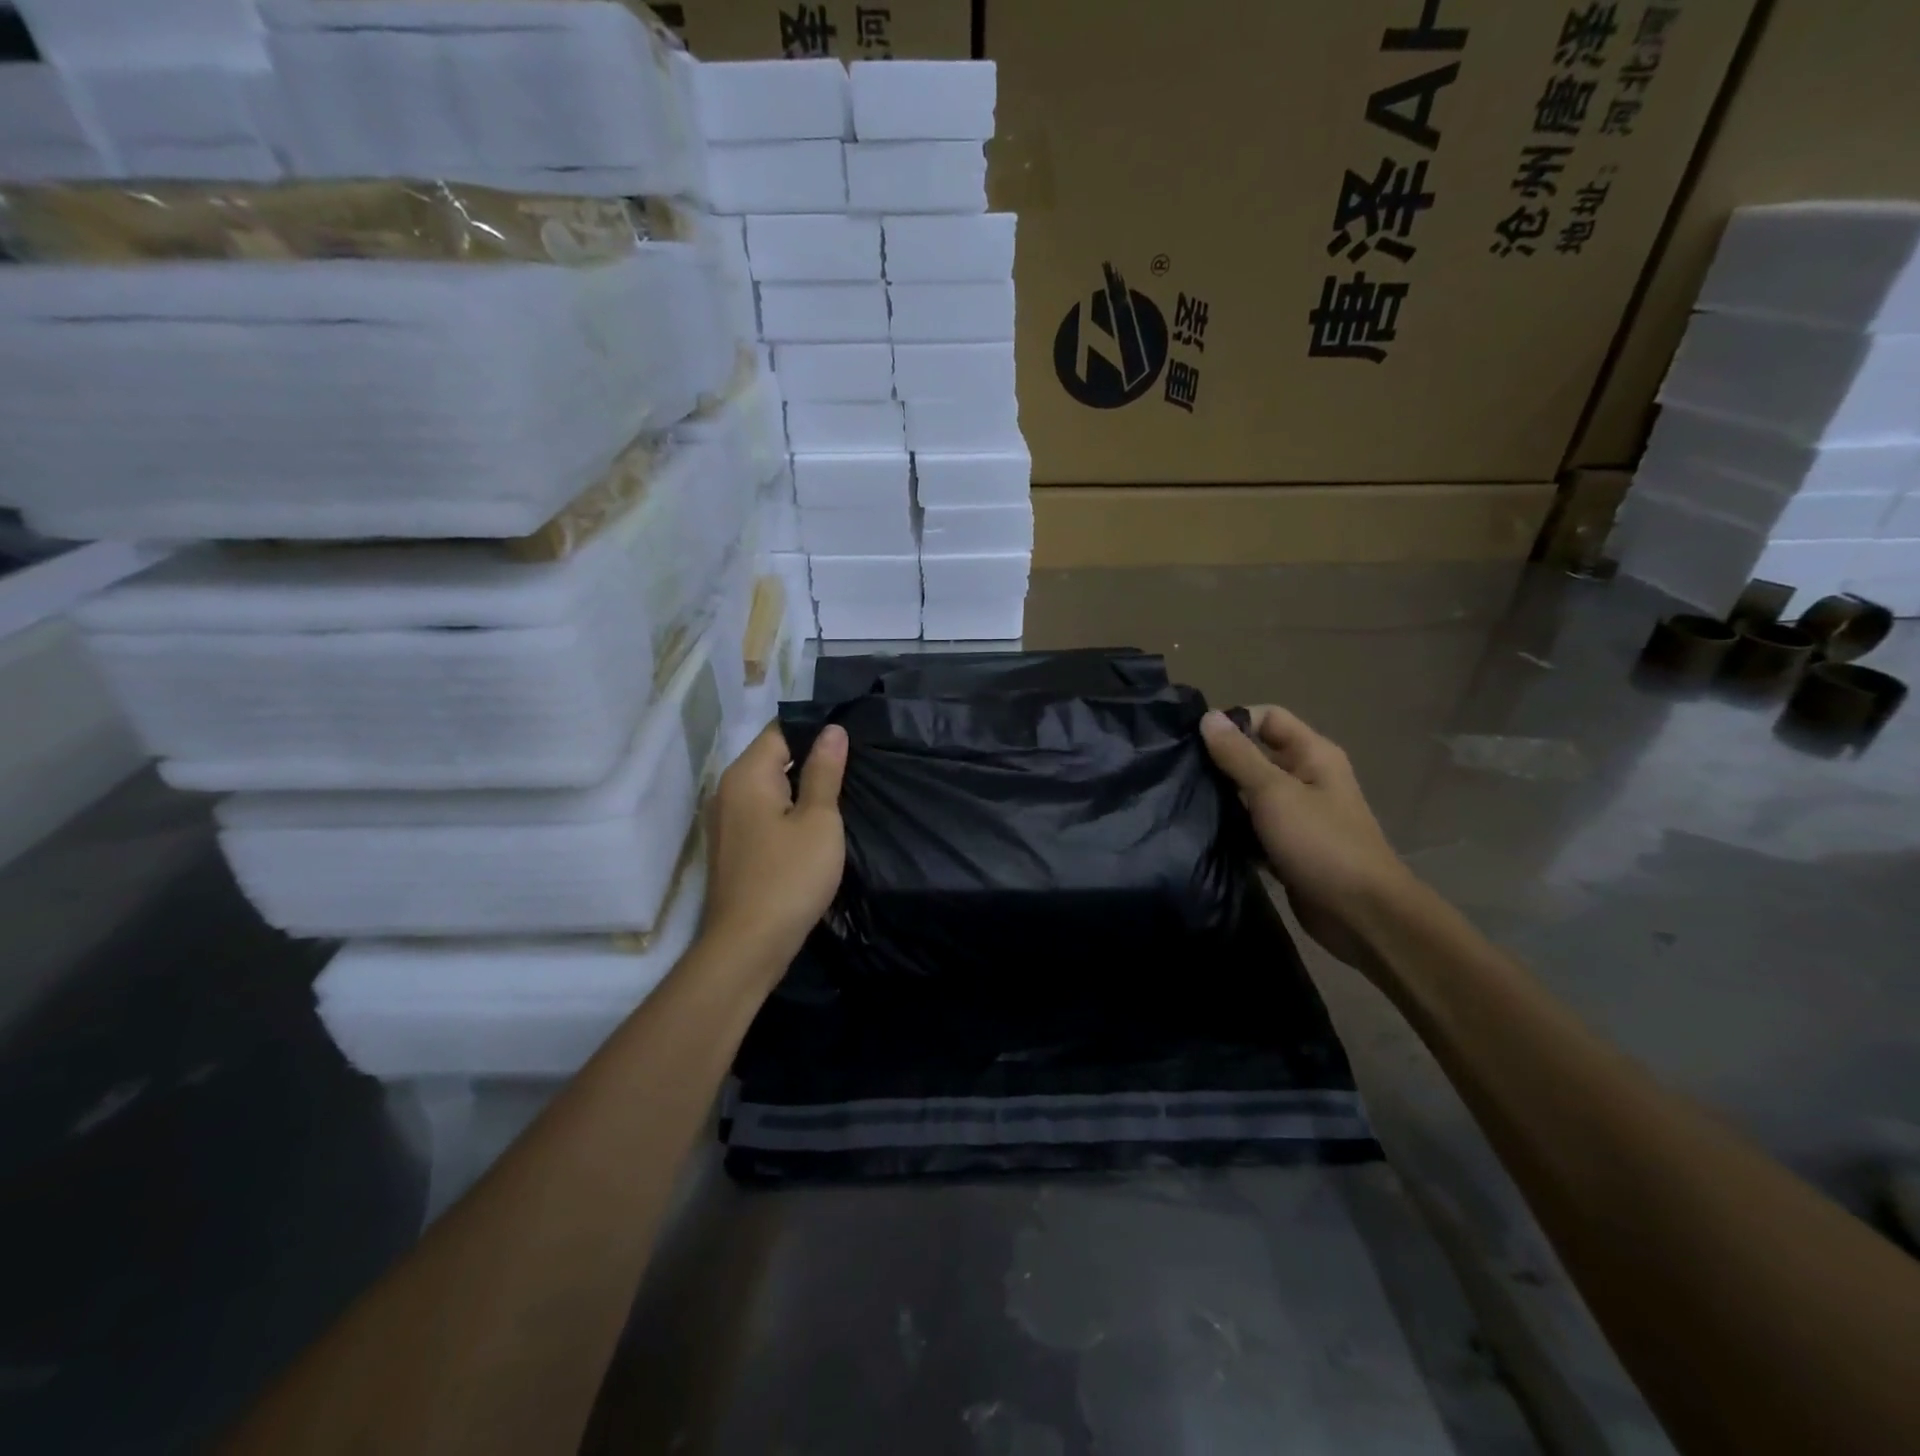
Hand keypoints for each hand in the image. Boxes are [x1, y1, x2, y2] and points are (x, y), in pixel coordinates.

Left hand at [700, 723, 847, 973]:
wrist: (748, 945)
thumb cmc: (789, 876)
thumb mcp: (818, 820)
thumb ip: (824, 772)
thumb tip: (832, 730)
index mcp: (746, 775)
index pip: (780, 731)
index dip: (816, 731)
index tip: (851, 740)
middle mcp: (727, 791)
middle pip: (772, 758)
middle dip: (810, 760)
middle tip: (854, 768)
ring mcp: (725, 821)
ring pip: (768, 789)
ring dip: (800, 789)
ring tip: (841, 795)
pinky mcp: (732, 847)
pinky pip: (762, 814)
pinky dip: (787, 813)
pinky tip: (814, 827)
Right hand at [1201, 707, 1414, 976]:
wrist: (1361, 914)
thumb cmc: (1321, 843)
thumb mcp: (1274, 792)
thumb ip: (1239, 755)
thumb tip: (1208, 716)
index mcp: (1312, 754)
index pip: (1267, 718)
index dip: (1233, 721)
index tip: (1193, 740)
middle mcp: (1307, 777)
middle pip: (1257, 755)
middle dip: (1221, 760)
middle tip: (1179, 770)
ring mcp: (1298, 814)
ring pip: (1251, 793)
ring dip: (1223, 796)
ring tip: (1183, 799)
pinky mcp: (1288, 846)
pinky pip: (1253, 827)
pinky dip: (1233, 828)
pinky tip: (1202, 832)